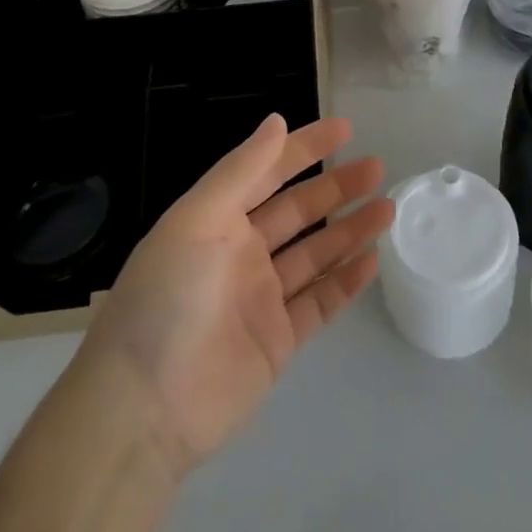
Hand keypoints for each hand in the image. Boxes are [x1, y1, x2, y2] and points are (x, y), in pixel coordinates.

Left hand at [77, 114, 392, 476]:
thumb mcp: (197, 221)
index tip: (346, 129)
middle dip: (337, 187)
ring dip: (350, 230)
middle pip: (299, 211)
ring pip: (316, 254)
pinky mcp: (277, 342)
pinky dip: (346, 282)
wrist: (144, 410)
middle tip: (377, 168)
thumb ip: (241, 171)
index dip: (305, 148)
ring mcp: (261, 300)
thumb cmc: (167, 300)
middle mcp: (240, 255)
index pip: (268, 172)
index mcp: (216, 222)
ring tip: (388, 208)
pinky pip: (319, 303)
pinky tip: (372, 261)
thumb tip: (276, 121)